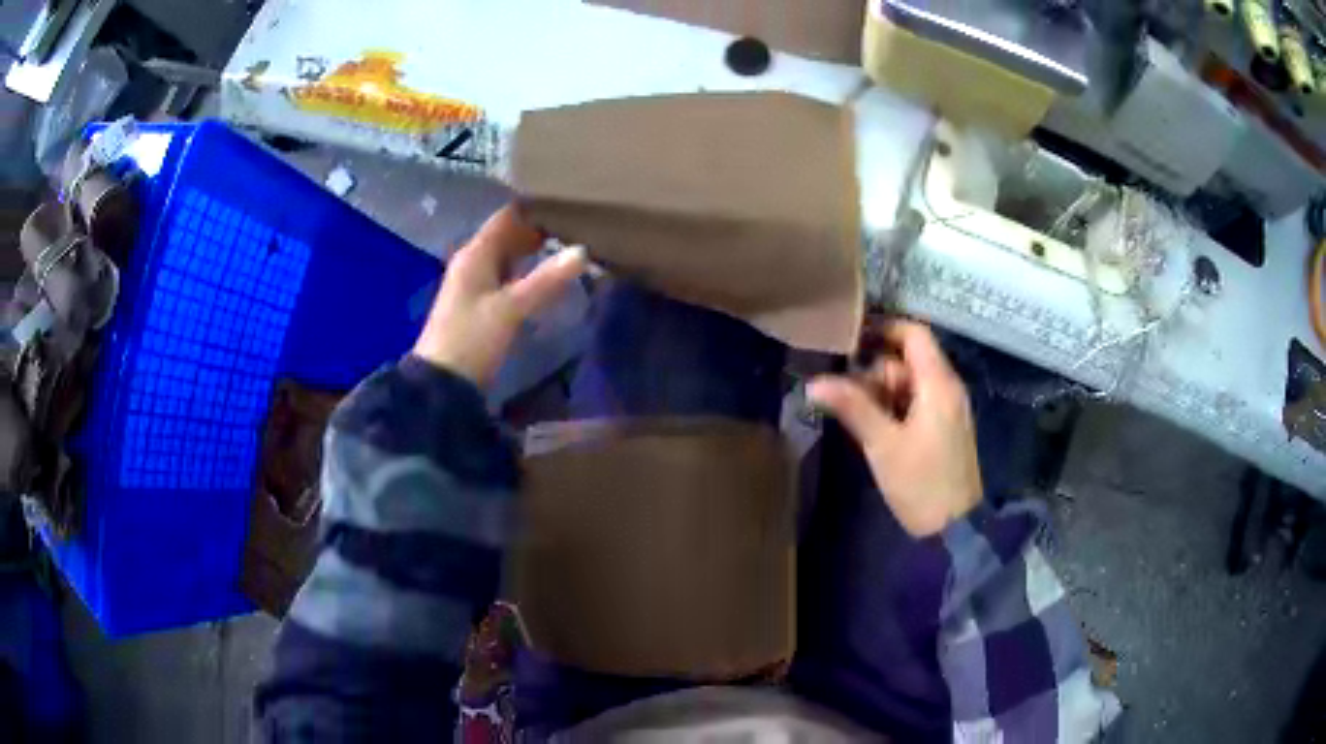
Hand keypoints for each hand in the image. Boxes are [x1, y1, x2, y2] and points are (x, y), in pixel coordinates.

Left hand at [413, 205, 587, 386]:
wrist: (442, 383)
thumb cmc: (471, 338)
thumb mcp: (510, 308)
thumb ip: (546, 280)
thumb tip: (582, 251)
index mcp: (475, 254)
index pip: (506, 217)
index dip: (533, 208)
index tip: (567, 202)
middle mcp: (473, 262)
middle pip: (507, 236)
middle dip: (538, 230)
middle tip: (577, 226)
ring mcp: (475, 285)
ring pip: (508, 257)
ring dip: (533, 253)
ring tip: (570, 248)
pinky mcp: (480, 306)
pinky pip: (507, 278)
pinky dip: (526, 274)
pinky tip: (548, 279)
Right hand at [808, 320, 982, 536]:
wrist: (955, 529)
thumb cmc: (921, 483)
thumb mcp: (883, 445)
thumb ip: (853, 407)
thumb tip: (814, 383)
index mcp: (938, 383)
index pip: (914, 334)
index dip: (883, 328)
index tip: (849, 339)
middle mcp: (947, 388)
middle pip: (908, 360)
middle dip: (875, 371)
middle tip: (844, 395)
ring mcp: (948, 409)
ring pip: (909, 383)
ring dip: (881, 393)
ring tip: (855, 418)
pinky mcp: (944, 429)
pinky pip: (916, 403)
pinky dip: (894, 408)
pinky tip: (874, 430)